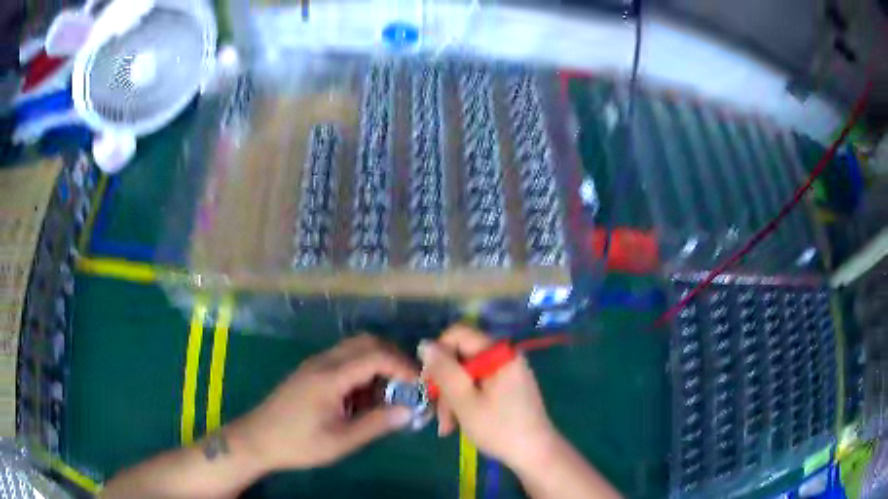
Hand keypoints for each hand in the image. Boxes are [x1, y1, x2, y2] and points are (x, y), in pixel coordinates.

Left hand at [233, 334, 417, 470]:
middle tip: (409, 385)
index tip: (421, 386)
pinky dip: (362, 371)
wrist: (257, 439)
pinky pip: (343, 361)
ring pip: (354, 349)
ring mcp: (315, 365)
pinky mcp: (310, 372)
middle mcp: (323, 361)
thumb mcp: (341, 441)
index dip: (403, 367)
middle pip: (366, 342)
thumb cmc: (298, 443)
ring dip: (377, 365)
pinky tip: (364, 398)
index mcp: (330, 376)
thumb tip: (410, 411)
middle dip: (393, 359)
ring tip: (389, 394)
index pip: (375, 356)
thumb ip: (376, 423)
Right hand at [419, 326, 560, 469]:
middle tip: (438, 414)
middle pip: (461, 358)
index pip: (458, 334)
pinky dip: (466, 402)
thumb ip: (443, 370)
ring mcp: (508, 372)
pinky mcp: (508, 387)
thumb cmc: (499, 427)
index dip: (437, 354)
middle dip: (445, 386)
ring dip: (452, 399)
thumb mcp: (464, 400)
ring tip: (447, 427)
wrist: (534, 454)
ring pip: (467, 375)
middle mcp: (505, 356)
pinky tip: (458, 423)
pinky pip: (479, 386)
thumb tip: (424, 344)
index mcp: (499, 353)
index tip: (428, 382)